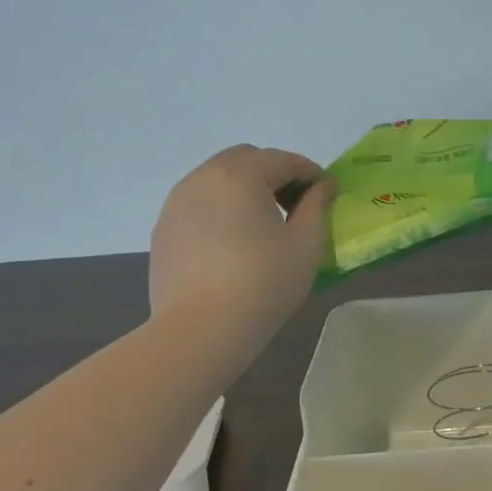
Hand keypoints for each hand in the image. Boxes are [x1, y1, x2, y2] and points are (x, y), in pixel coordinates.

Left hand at [148, 146, 336, 321]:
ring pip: (218, 178)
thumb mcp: (306, 244)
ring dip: (245, 188)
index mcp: (240, 175)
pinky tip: (233, 242)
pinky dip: (221, 207)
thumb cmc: (262, 283)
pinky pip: (199, 202)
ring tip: (263, 224)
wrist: (199, 331)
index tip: (327, 195)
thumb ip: (317, 206)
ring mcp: (177, 202)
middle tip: (294, 207)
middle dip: (275, 174)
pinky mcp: (164, 228)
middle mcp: (203, 177)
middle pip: (247, 159)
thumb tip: (322, 186)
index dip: (311, 173)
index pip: (284, 160)